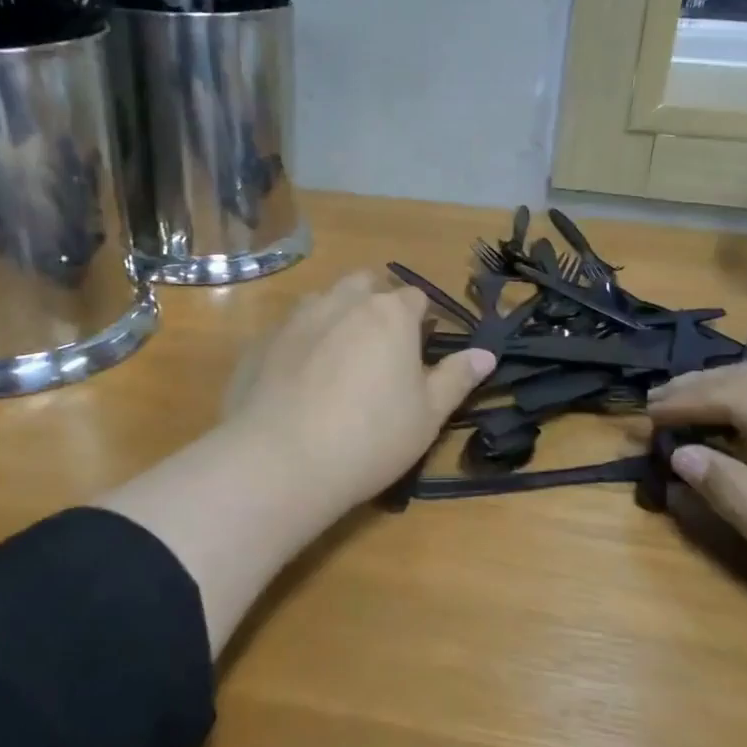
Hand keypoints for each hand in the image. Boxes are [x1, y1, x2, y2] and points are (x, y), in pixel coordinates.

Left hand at [224, 271, 495, 519]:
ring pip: (323, 302)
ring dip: (335, 317)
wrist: (281, 462)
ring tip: (337, 362)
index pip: (415, 297)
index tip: (419, 351)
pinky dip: (299, 344)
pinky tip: (297, 383)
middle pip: (365, 285)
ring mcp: (295, 318)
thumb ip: (456, 378)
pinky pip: (288, 331)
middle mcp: (341, 301)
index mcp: (389, 314)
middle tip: (379, 350)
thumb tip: (486, 354)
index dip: (421, 321)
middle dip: (376, 304)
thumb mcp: (428, 415)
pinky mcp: (260, 341)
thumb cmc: (370, 438)